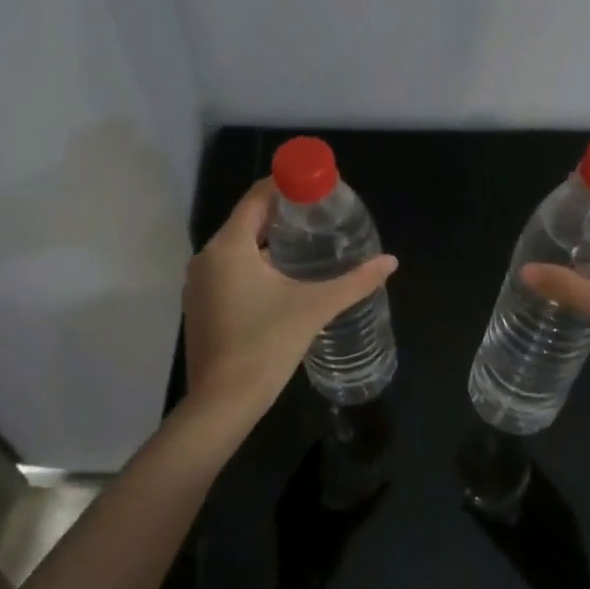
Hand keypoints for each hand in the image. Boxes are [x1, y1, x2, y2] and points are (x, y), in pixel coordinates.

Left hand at [183, 179, 398, 416]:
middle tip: (318, 216)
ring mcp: (199, 284)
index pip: (256, 198)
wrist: (223, 403)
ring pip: (237, 247)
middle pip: (247, 221)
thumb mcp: (315, 308)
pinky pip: (228, 270)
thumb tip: (390, 261)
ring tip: (305, 244)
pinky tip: (280, 278)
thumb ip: (355, 282)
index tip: (314, 187)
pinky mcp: (200, 305)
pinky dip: (253, 264)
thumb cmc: (266, 344)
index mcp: (230, 247)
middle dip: (281, 214)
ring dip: (267, 241)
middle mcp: (207, 258)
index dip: (284, 186)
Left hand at [274, 446, 385, 588]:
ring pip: (300, 482)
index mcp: (300, 491)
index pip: (311, 460)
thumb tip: (389, 484)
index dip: (323, 447)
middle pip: (304, 469)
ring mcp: (283, 509)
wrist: (299, 588)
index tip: (340, 435)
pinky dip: (309, 488)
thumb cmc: (322, 553)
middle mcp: (288, 495)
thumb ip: (369, 505)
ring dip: (315, 474)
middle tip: (342, 447)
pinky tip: (324, 490)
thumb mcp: (349, 527)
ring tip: (336, 464)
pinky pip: (296, 495)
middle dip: (321, 459)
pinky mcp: (285, 522)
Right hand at [466, 461, 589, 588]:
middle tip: (499, 461)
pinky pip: (552, 495)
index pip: (528, 468)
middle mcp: (555, 497)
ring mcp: (565, 507)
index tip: (498, 450)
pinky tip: (527, 495)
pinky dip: (539, 490)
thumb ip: (486, 522)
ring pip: (545, 484)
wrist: (571, 588)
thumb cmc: (538, 566)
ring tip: (509, 475)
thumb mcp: (507, 544)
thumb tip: (465, 502)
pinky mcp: (569, 517)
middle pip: (536, 474)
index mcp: (541, 499)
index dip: (514, 458)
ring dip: (529, 478)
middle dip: (519, 466)